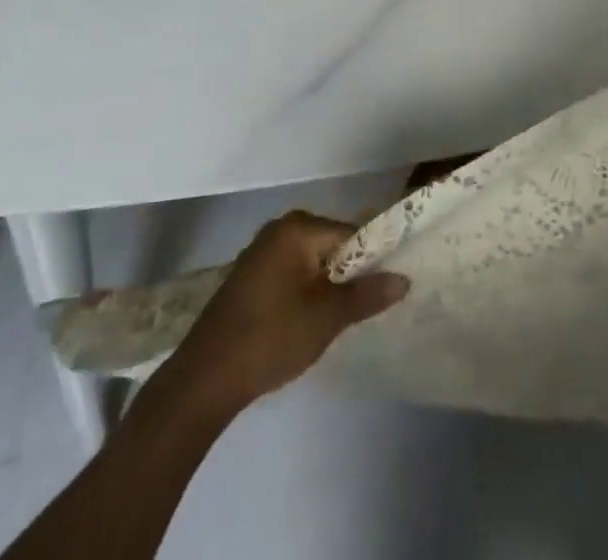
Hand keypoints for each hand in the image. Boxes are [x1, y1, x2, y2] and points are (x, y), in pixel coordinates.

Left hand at [156, 212, 408, 416]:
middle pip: (331, 246)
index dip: (372, 260)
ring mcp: (260, 253)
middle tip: (363, 308)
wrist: (203, 381)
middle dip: (349, 275)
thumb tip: (404, 279)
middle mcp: (279, 230)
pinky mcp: (248, 279)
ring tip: (339, 319)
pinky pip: (291, 275)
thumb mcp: (327, 318)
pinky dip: (304, 293)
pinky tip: (308, 323)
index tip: (384, 288)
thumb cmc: (271, 338)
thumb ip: (367, 295)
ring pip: (311, 264)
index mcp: (298, 227)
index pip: (351, 234)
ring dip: (327, 287)